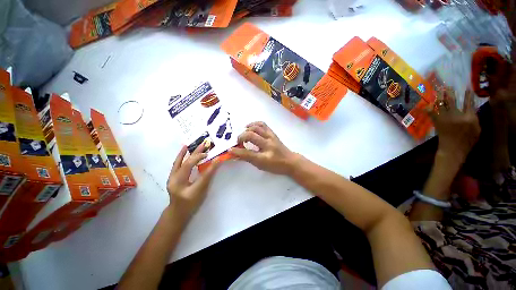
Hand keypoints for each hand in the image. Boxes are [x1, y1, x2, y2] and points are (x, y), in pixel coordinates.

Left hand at [166, 144, 219, 220]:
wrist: (178, 212)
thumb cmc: (191, 203)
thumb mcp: (201, 190)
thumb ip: (208, 175)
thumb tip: (216, 161)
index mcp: (179, 183)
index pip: (189, 166)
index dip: (200, 159)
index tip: (211, 155)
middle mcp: (173, 178)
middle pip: (184, 162)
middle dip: (195, 152)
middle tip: (204, 144)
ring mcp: (171, 177)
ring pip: (179, 162)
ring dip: (186, 153)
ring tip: (192, 144)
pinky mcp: (173, 177)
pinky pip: (177, 164)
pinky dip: (181, 157)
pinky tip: (184, 151)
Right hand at [230, 122, 296, 174]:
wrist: (290, 161)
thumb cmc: (275, 166)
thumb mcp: (261, 166)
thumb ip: (248, 159)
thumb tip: (236, 154)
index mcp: (265, 157)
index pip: (248, 153)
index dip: (237, 151)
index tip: (230, 150)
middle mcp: (268, 145)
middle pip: (251, 136)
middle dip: (241, 137)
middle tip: (238, 142)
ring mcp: (271, 137)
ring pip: (257, 127)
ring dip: (247, 129)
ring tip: (244, 133)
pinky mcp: (273, 133)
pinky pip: (263, 124)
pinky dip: (254, 124)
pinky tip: (250, 127)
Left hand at [429, 89, 480, 163]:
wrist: (453, 149)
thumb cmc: (468, 141)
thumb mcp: (477, 130)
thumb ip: (475, 119)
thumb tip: (472, 110)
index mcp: (469, 117)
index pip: (469, 103)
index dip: (467, 95)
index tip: (467, 89)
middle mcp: (457, 115)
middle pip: (453, 100)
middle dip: (450, 92)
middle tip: (447, 86)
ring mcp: (446, 118)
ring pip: (442, 104)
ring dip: (439, 97)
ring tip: (438, 90)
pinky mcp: (437, 122)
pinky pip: (432, 113)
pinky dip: (428, 109)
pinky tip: (425, 104)